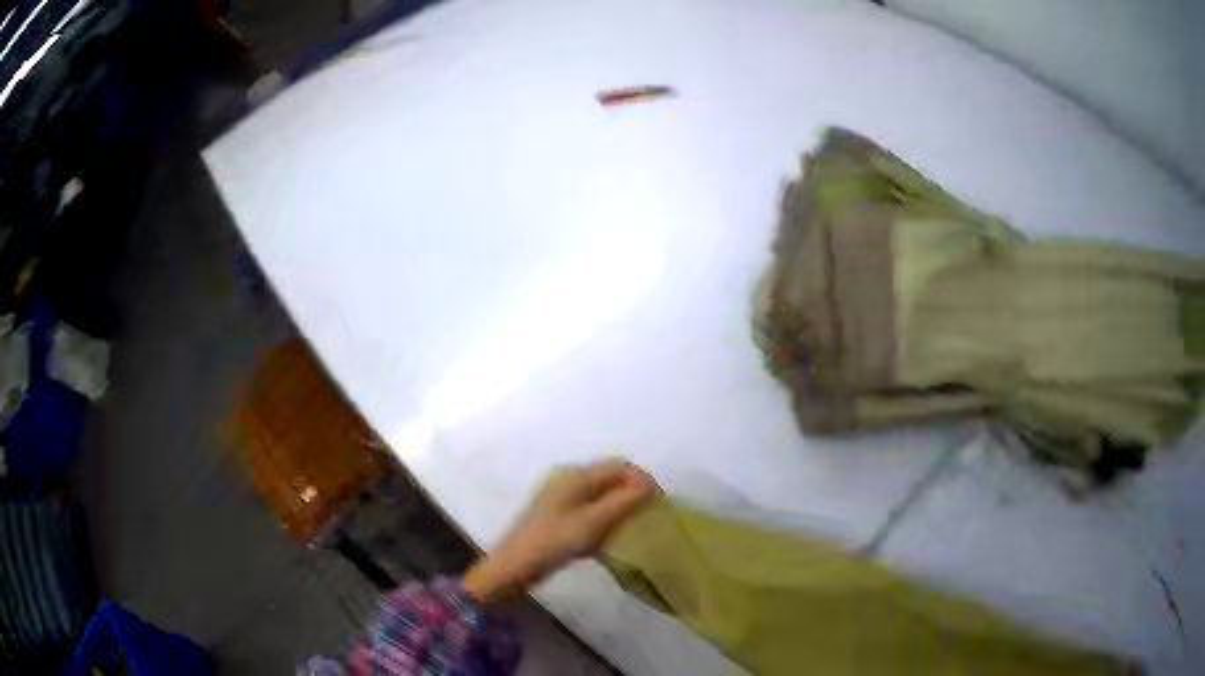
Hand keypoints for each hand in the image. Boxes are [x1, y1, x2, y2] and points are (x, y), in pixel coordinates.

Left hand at [463, 460, 657, 603]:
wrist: (513, 566)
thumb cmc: (553, 541)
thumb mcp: (593, 522)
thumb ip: (624, 502)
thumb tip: (651, 485)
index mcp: (576, 476)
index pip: (620, 466)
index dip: (642, 481)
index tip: (658, 505)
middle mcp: (569, 480)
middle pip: (610, 479)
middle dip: (632, 494)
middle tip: (648, 518)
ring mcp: (561, 498)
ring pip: (601, 496)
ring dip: (618, 509)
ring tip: (631, 530)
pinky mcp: (557, 517)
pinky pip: (589, 511)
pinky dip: (603, 521)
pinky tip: (607, 540)